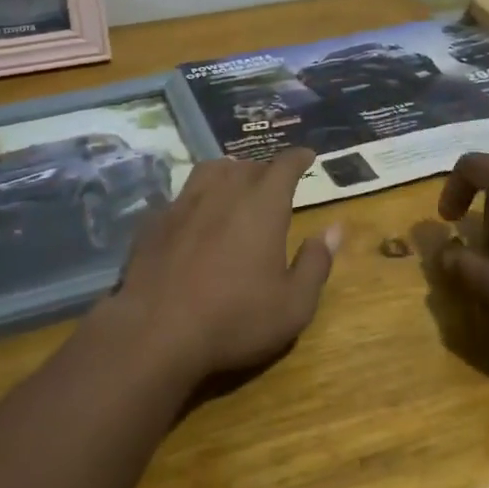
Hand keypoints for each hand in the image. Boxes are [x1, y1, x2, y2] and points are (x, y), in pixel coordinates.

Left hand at [106, 148, 340, 384]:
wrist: (155, 331)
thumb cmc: (235, 319)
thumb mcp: (293, 305)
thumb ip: (316, 263)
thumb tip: (334, 229)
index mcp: (262, 205)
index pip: (285, 166)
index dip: (298, 159)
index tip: (307, 156)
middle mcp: (223, 192)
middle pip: (248, 167)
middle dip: (265, 170)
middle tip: (274, 183)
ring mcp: (184, 203)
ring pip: (210, 171)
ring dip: (228, 173)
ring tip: (234, 185)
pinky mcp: (154, 221)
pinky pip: (181, 197)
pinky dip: (195, 200)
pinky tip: (194, 218)